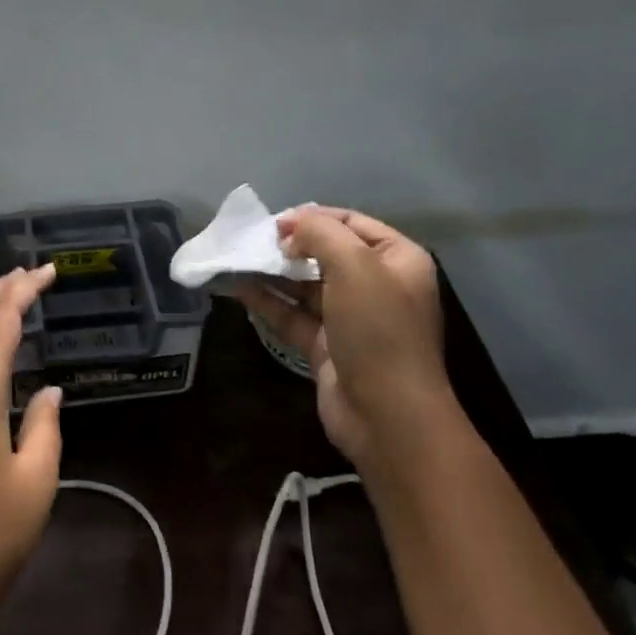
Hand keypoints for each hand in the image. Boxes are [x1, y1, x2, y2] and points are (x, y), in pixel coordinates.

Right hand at [235, 207, 451, 472]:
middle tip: (257, 243)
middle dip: (291, 245)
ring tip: (238, 259)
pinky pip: (293, 315)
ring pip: (306, 285)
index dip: (313, 217)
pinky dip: (268, 301)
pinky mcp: (327, 347)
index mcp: (397, 260)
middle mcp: (377, 285)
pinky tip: (238, 288)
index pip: (351, 222)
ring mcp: (351, 319)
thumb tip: (292, 228)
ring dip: (274, 272)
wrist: (388, 416)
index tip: (276, 224)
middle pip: (327, 252)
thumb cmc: (378, 329)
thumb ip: (321, 233)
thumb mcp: (354, 265)